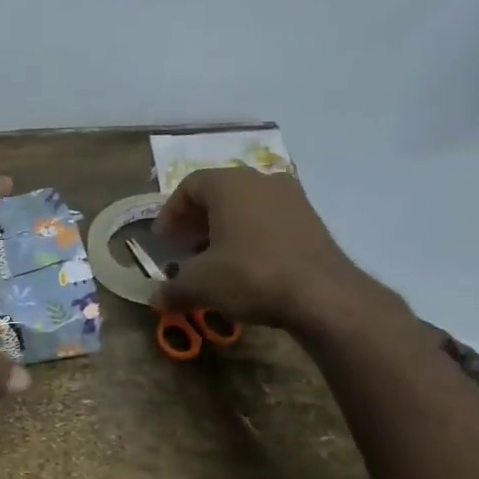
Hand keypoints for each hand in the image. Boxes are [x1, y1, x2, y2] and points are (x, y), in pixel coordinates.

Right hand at [151, 167, 388, 335]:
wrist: (321, 294)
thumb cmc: (250, 275)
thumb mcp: (199, 285)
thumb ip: (172, 288)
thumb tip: (156, 298)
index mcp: (230, 184)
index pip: (190, 186)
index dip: (170, 213)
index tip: (162, 241)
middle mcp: (261, 180)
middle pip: (219, 193)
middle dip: (196, 221)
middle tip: (183, 249)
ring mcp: (291, 198)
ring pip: (246, 207)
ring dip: (224, 229)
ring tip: (212, 260)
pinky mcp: (310, 220)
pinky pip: (269, 221)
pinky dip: (250, 237)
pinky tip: (244, 267)